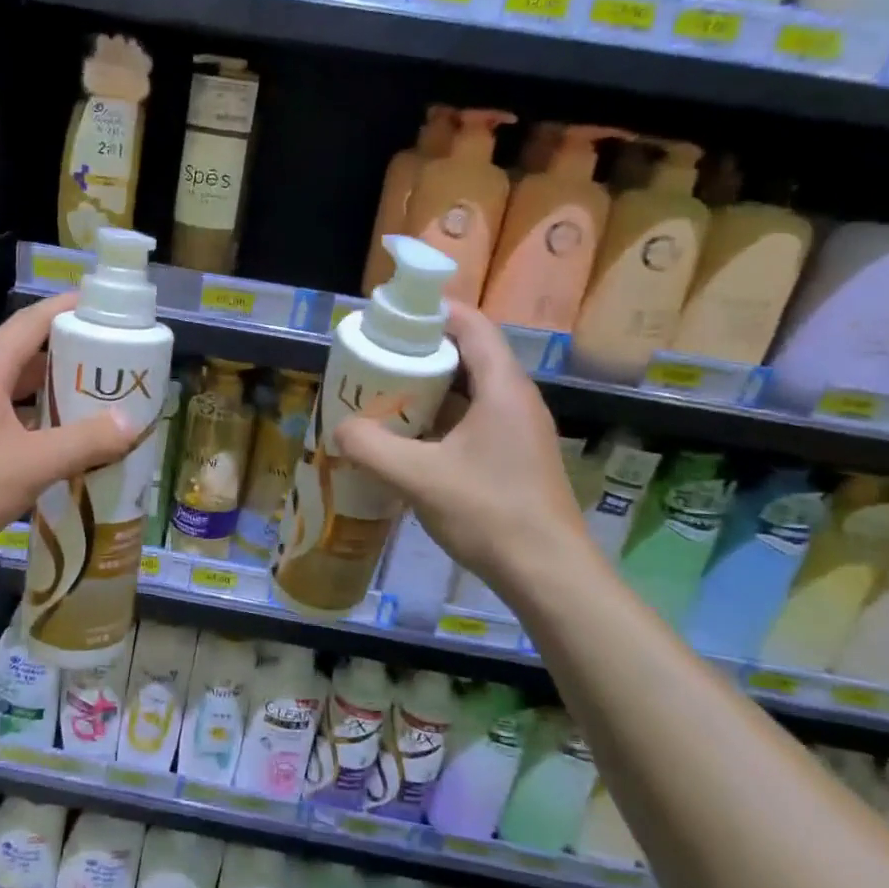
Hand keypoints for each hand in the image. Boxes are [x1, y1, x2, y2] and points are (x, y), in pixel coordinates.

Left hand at [0, 295, 138, 582]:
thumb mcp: (31, 464)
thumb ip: (85, 441)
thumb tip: (133, 422)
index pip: (32, 321)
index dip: (69, 309)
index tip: (109, 308)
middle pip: (29, 354)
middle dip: (74, 355)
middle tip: (118, 363)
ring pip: (20, 390)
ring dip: (58, 392)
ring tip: (103, 401)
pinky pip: (12, 420)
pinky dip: (42, 424)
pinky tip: (70, 444)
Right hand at [334, 302, 589, 598]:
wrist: (548, 575)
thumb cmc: (489, 513)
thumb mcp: (418, 478)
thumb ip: (371, 448)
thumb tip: (340, 429)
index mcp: (503, 388)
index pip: (471, 325)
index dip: (431, 312)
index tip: (390, 318)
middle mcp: (516, 399)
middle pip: (467, 355)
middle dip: (420, 353)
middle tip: (376, 359)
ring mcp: (519, 430)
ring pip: (469, 391)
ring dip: (428, 390)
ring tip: (384, 395)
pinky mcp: (514, 457)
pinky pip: (473, 420)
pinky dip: (440, 419)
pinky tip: (409, 440)